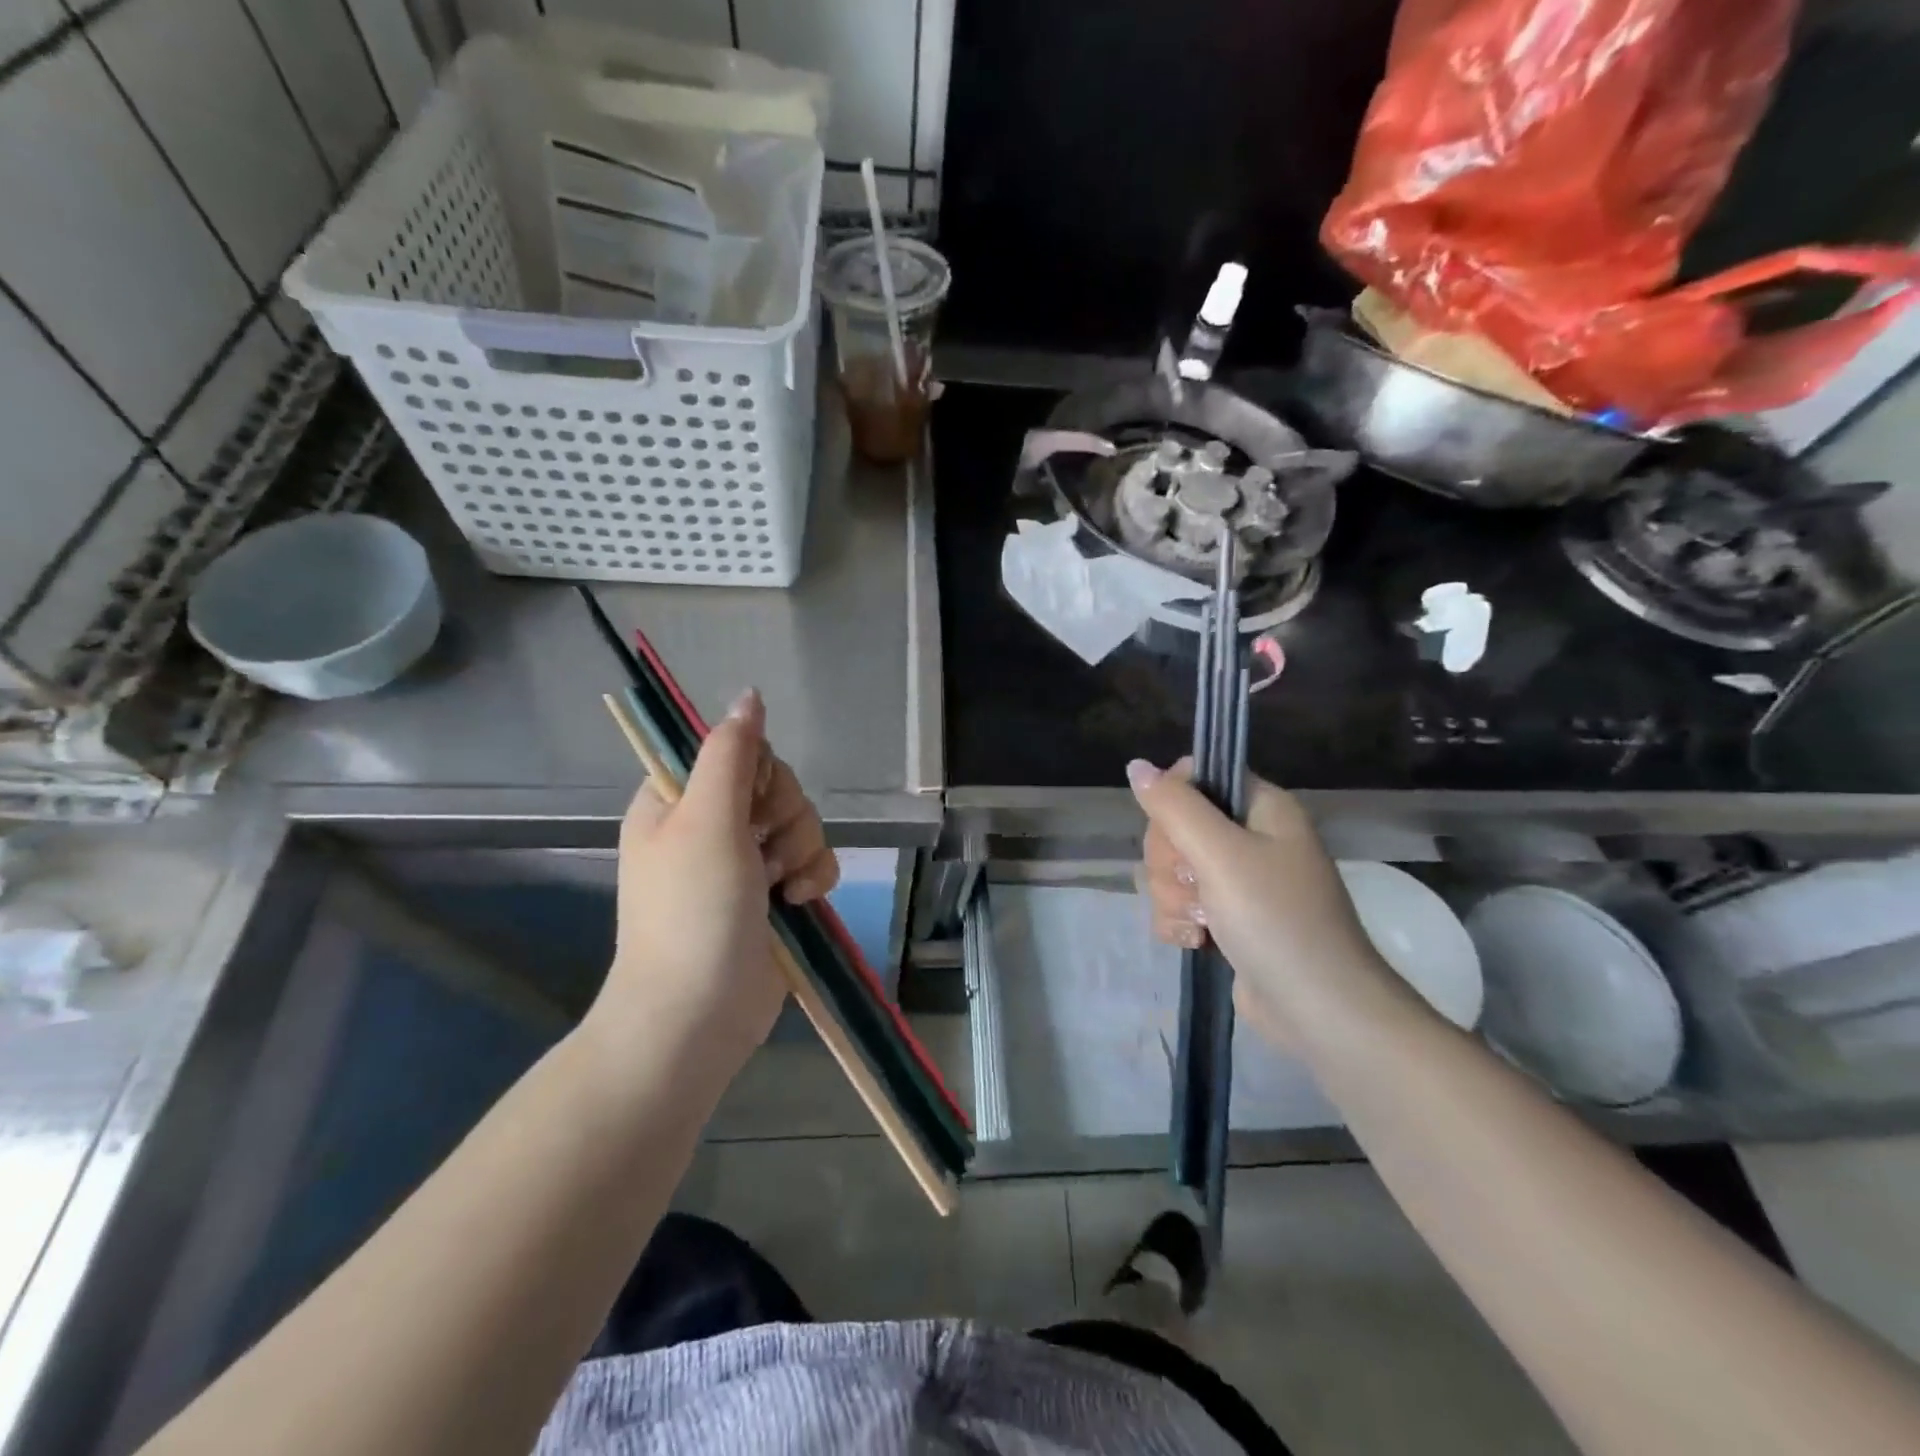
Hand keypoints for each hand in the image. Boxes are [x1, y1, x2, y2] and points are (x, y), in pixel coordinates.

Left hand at [580, 689, 839, 1096]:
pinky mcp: (773, 896)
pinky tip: (801, 902)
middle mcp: (710, 826)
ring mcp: (743, 864)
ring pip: (800, 823)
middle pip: (776, 786)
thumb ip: (731, 753)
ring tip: (783, 887)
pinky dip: (814, 878)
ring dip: (803, 850)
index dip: (757, 773)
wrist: (697, 1015)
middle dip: (785, 817)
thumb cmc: (692, 911)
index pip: (735, 751)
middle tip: (764, 852)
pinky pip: (812, 862)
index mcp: (678, 801)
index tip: (752, 804)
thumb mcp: (707, 820)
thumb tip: (749, 694)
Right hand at [1131, 758, 1403, 1048]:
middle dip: (1171, 861)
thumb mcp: (1221, 854)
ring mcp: (1238, 881)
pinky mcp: (1226, 919)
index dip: (1174, 800)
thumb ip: (1174, 806)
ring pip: (1171, 868)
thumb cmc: (1276, 919)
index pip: (1197, 776)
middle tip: (1197, 884)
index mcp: (1262, 807)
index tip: (1178, 833)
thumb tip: (1136, 765)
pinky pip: (1180, 903)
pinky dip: (1180, 922)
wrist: (1318, 1010)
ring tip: (1202, 922)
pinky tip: (1196, 941)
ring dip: (1174, 897)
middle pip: (1175, 824)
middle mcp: (1251, 837)